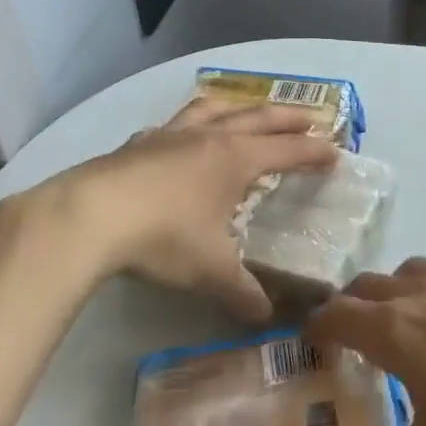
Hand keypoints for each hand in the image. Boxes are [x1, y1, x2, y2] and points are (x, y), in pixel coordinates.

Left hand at [8, 97, 336, 321]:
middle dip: (288, 118)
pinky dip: (190, 124)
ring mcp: (170, 135)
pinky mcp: (138, 143)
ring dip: (238, 108)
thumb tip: (266, 317)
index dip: (312, 152)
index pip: (286, 150)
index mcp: (235, 159)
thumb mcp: (209, 271)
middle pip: (258, 118)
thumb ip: (242, 292)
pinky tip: (181, 136)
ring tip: (247, 111)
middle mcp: (208, 137)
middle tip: (312, 118)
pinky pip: (174, 123)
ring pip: (214, 109)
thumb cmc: (163, 237)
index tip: (335, 152)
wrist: (90, 216)